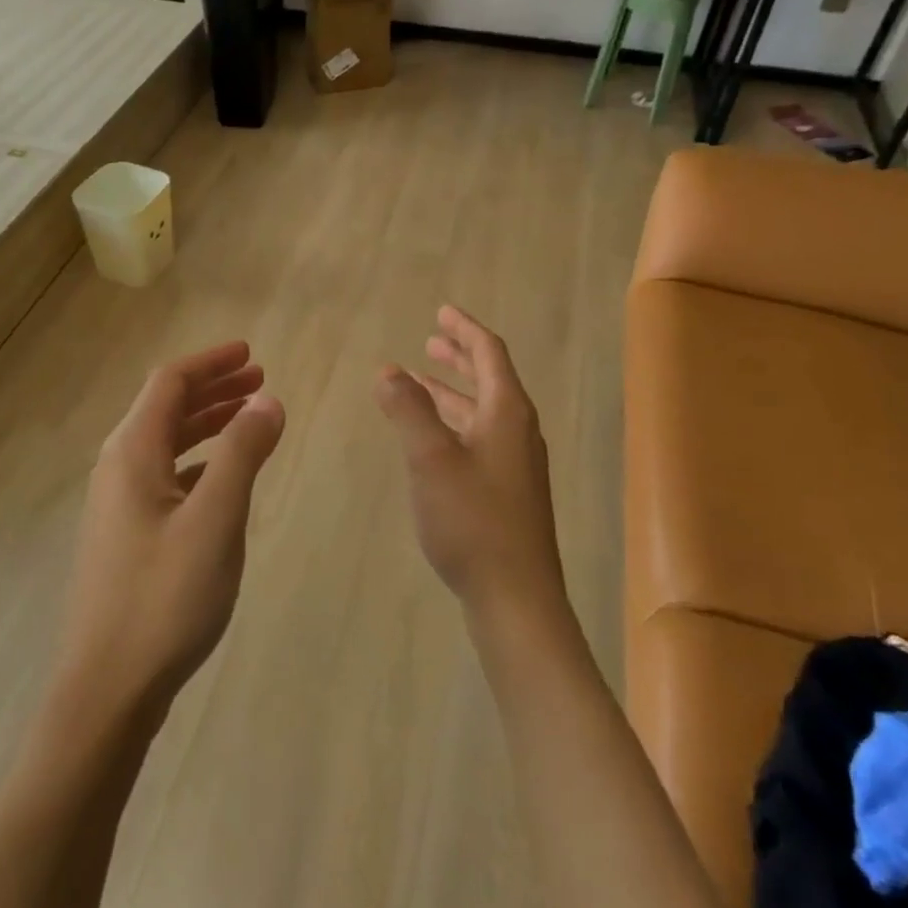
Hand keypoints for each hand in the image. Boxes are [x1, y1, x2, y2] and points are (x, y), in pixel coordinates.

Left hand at [59, 342, 285, 711]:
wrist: (107, 688)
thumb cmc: (164, 598)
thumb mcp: (215, 520)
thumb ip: (242, 454)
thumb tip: (268, 401)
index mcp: (131, 453)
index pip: (170, 383)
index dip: (211, 362)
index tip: (252, 354)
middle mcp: (117, 468)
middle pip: (165, 408)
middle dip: (213, 389)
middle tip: (259, 381)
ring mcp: (117, 504)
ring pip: (165, 443)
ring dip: (206, 423)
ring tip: (249, 419)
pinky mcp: (125, 535)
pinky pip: (164, 476)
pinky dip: (197, 460)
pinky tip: (222, 477)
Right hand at [374, 306, 564, 623]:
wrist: (516, 596)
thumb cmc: (472, 519)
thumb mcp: (431, 458)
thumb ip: (408, 410)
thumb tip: (389, 371)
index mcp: (507, 412)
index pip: (490, 353)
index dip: (465, 329)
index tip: (442, 311)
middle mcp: (518, 431)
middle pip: (491, 379)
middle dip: (460, 357)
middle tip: (432, 341)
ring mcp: (516, 464)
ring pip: (483, 412)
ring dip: (454, 392)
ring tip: (422, 383)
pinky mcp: (508, 491)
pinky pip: (480, 438)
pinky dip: (454, 423)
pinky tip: (433, 439)